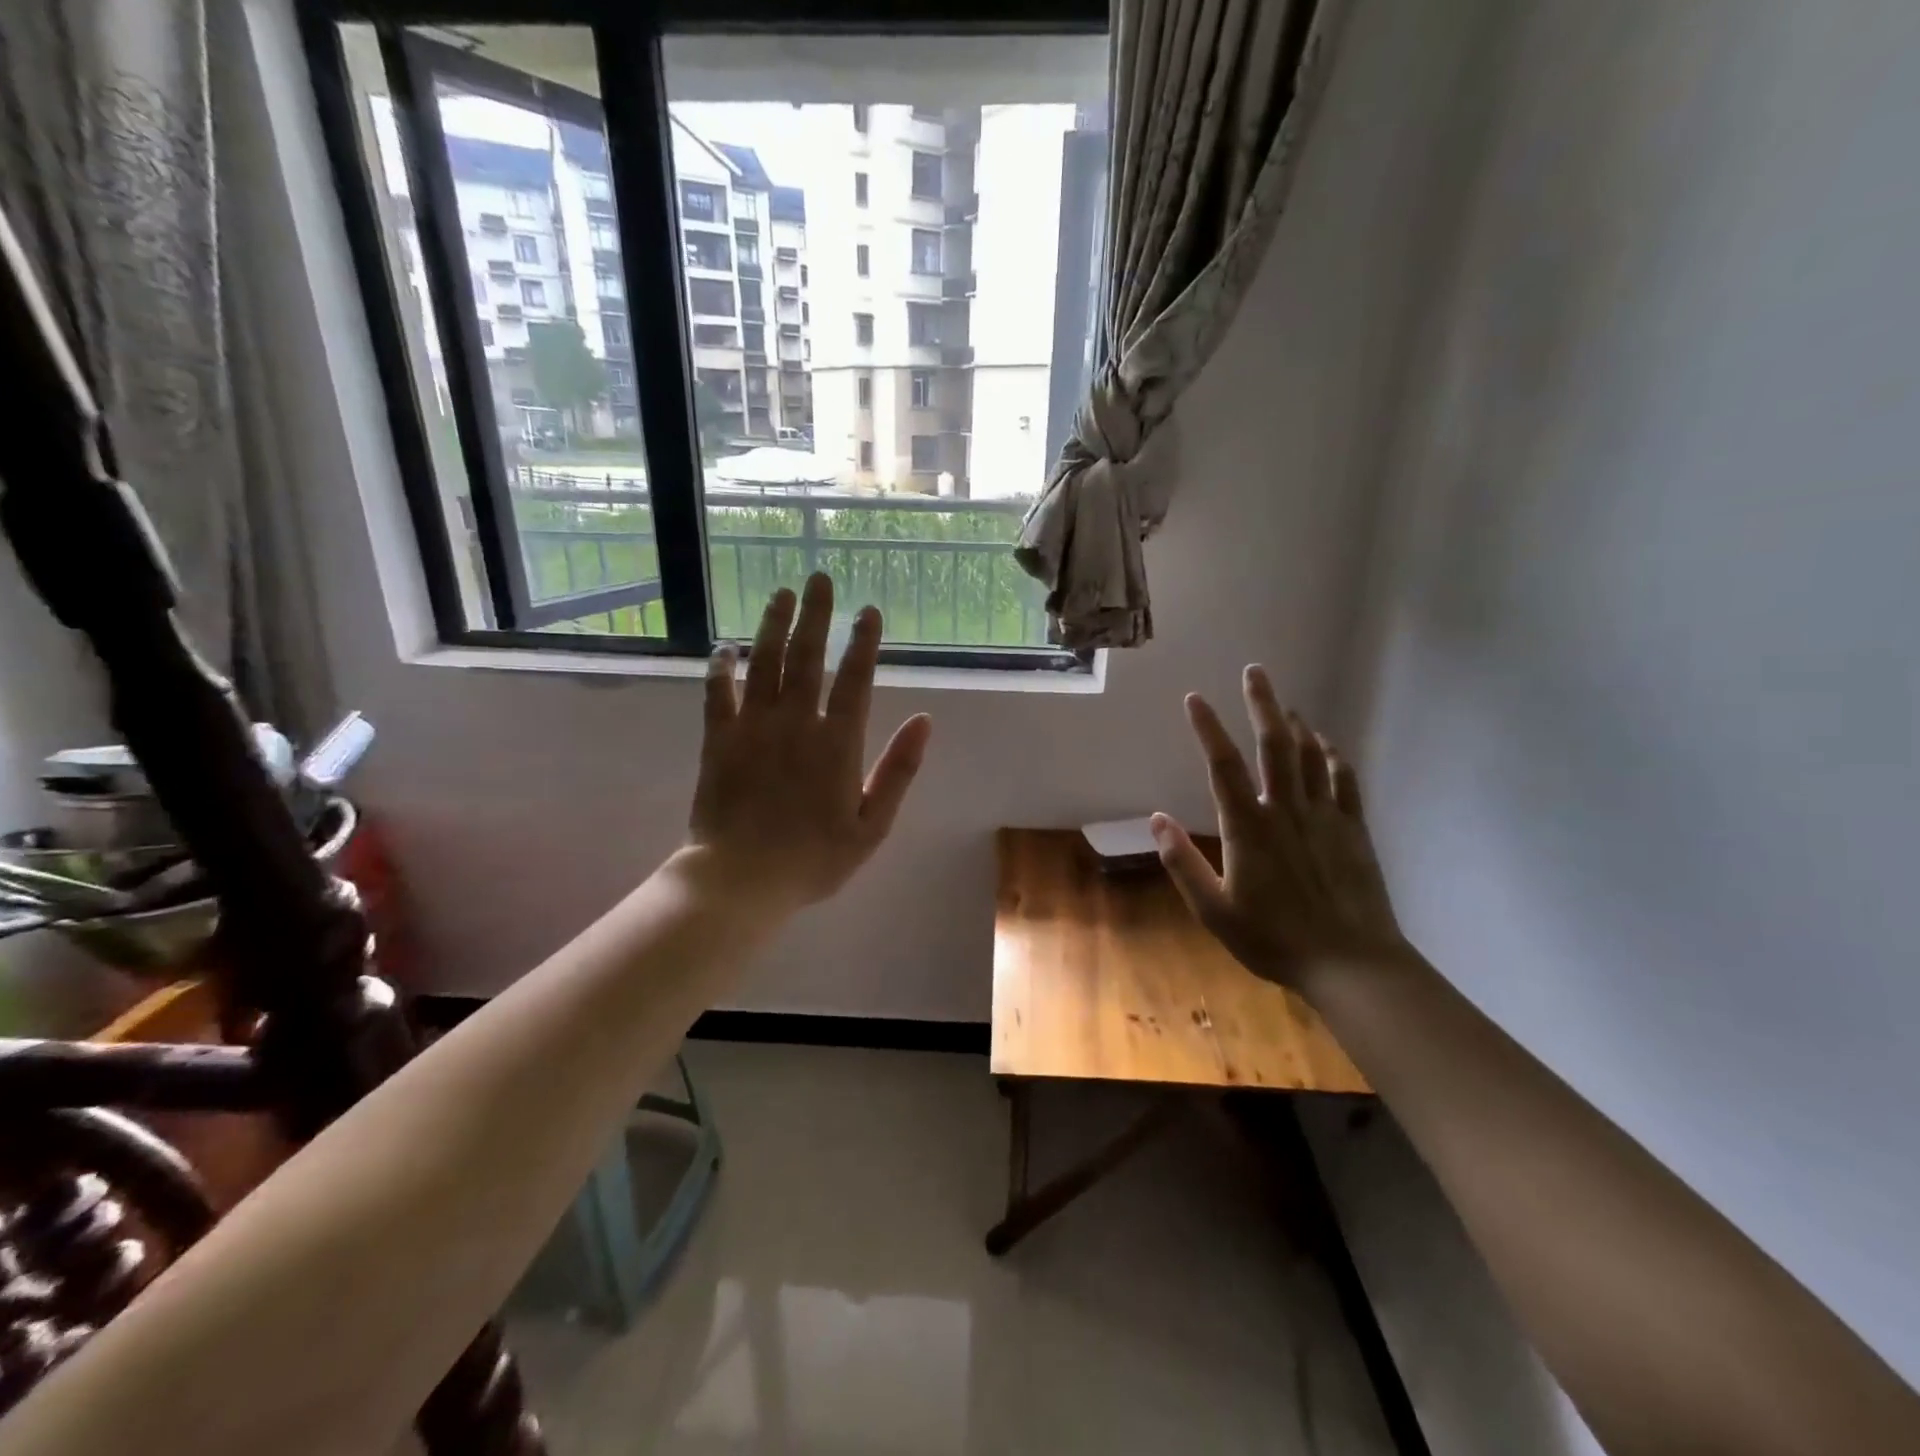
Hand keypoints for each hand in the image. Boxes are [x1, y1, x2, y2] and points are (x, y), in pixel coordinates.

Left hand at [688, 573, 932, 909]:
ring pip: (764, 663)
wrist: (741, 879)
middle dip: (816, 615)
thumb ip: (899, 770)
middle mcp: (796, 723)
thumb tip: (926, 721)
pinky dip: (721, 667)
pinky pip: (717, 693)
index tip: (868, 610)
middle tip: (819, 579)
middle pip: (807, 658)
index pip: (855, 679)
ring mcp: (753, 728)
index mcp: (838, 743)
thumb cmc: (814, 858)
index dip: (863, 642)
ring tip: (781, 594)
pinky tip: (725, 646)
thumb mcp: (873, 825)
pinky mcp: (718, 740)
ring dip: (773, 626)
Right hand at [1152, 666, 1407, 992]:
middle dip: (1262, 704)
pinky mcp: (1353, 829)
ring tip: (1284, 702)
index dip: (1207, 729)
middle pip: (1275, 745)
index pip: (1223, 766)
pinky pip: (1344, 781)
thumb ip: (1182, 862)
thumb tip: (1156, 819)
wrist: (1351, 962)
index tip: (1195, 698)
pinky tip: (1326, 744)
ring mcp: (1324, 816)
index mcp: (1248, 828)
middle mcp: (1286, 810)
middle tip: (1255, 672)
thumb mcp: (1213, 910)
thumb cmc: (1273, 938)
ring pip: (1309, 756)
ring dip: (1295, 724)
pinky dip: (1333, 756)